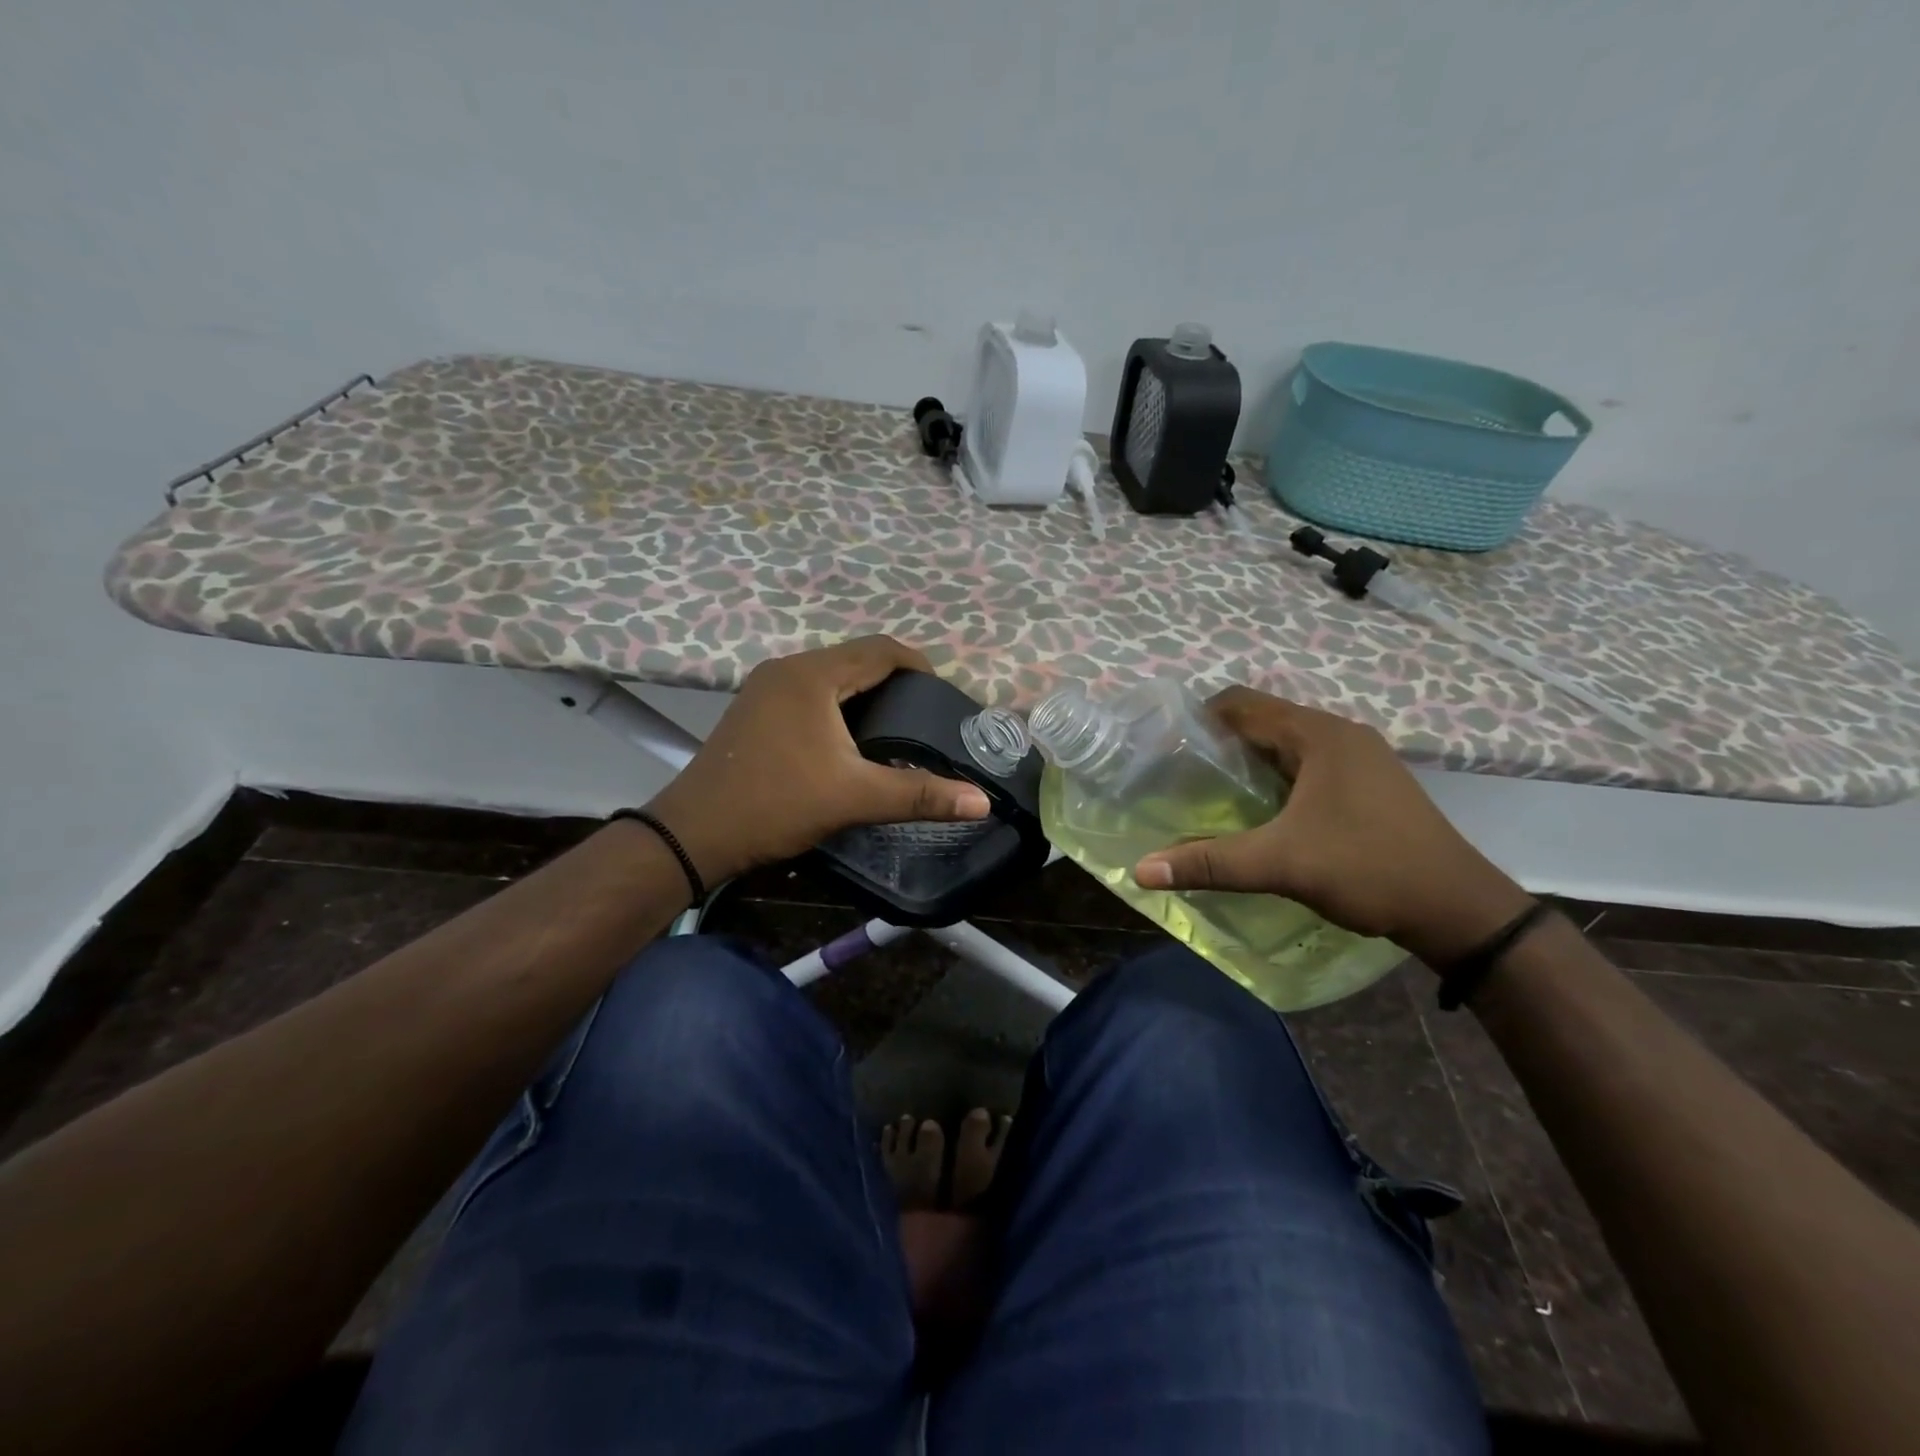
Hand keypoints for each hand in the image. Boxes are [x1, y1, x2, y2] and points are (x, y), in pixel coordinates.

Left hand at [643, 637, 990, 885]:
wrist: (694, 833)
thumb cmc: (776, 804)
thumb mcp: (854, 798)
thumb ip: (920, 794)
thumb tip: (981, 802)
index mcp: (813, 676)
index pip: (880, 650)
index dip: (919, 665)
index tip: (944, 696)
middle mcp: (787, 668)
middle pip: (855, 658)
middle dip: (894, 678)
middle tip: (925, 713)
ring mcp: (765, 687)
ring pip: (830, 675)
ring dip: (865, 690)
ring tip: (896, 723)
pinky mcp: (754, 709)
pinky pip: (809, 691)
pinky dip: (838, 703)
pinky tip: (850, 735)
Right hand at [1133, 687, 1534, 964]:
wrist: (1458, 908)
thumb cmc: (1368, 868)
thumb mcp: (1281, 864)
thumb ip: (1209, 862)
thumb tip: (1140, 870)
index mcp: (1317, 734)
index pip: (1241, 703)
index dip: (1197, 719)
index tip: (1164, 749)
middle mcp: (1339, 734)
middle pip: (1262, 721)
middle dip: (1218, 743)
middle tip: (1179, 776)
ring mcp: (1359, 758)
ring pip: (1286, 745)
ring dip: (1248, 762)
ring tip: (1211, 794)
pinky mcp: (1369, 783)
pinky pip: (1307, 765)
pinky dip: (1276, 778)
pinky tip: (1262, 812)